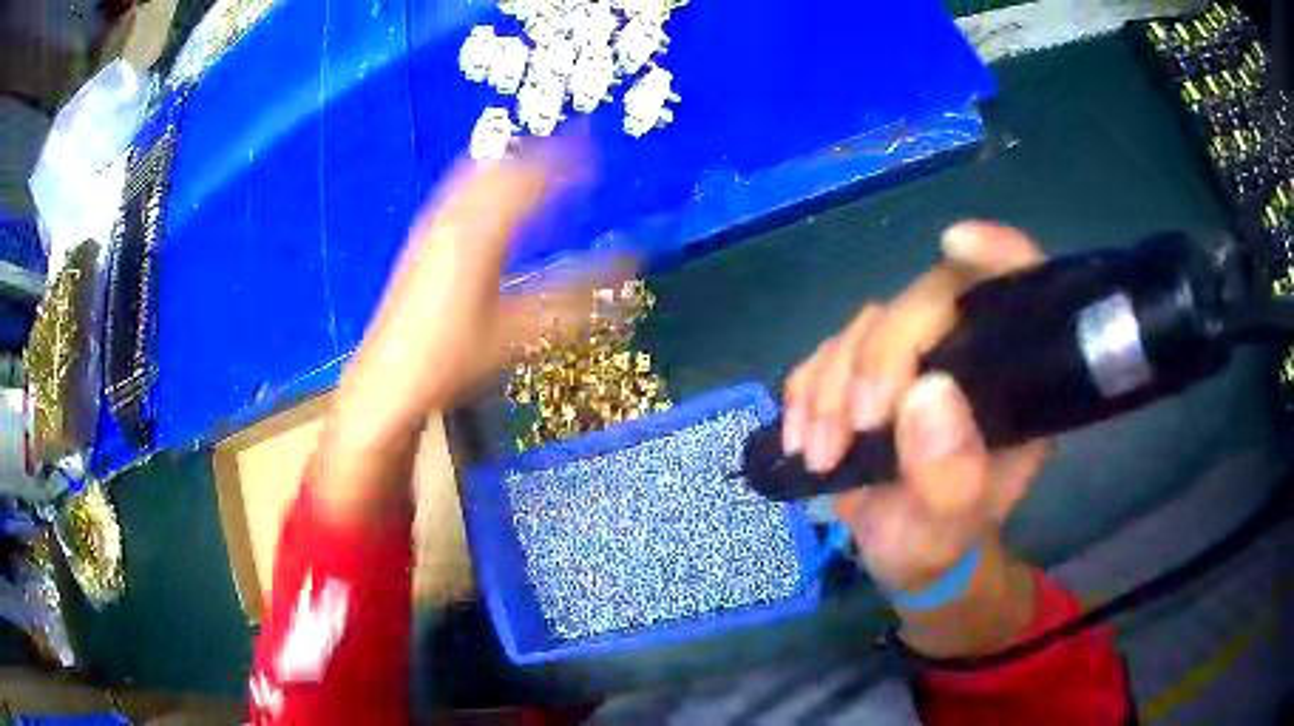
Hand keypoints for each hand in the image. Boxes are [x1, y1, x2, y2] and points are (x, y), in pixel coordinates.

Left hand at [337, 142, 631, 435]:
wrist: (387, 379)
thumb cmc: (453, 357)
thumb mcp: (517, 331)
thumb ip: (574, 299)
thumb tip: (627, 270)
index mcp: (478, 233)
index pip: (529, 178)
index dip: (566, 159)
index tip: (597, 148)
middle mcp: (452, 216)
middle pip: (500, 164)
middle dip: (539, 149)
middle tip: (574, 145)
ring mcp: (431, 224)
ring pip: (475, 172)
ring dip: (512, 160)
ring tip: (542, 157)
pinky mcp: (421, 238)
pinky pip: (458, 188)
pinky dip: (486, 177)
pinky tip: (494, 192)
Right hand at [782, 222, 1051, 591]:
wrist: (903, 553)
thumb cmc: (940, 543)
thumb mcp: (950, 530)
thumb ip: (950, 477)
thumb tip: (925, 394)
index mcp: (1012, 381)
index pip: (1019, 289)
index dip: (996, 253)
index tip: (956, 244)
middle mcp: (967, 355)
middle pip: (923, 303)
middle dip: (879, 360)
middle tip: (856, 429)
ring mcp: (913, 360)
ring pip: (865, 327)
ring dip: (831, 388)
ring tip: (822, 455)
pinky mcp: (864, 374)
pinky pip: (824, 355)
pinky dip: (804, 393)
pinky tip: (801, 441)